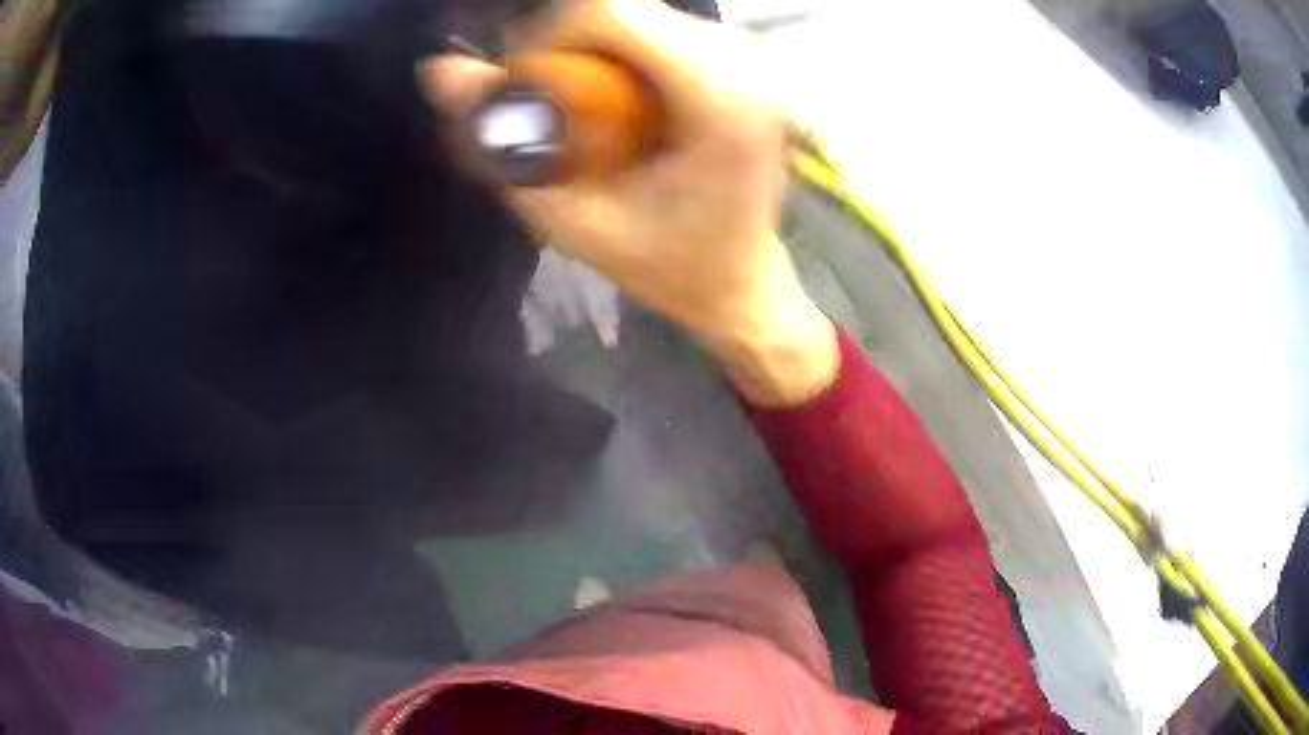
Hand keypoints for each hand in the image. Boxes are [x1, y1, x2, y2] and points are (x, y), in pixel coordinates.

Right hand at [419, 0, 836, 405]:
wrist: (741, 277)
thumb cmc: (666, 265)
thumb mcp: (571, 219)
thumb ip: (498, 145)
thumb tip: (439, 70)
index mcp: (718, 97)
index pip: (608, 11)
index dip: (546, 40)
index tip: (528, 94)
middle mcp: (741, 59)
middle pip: (618, 5)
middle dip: (562, 46)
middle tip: (551, 110)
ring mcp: (745, 52)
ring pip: (633, 11)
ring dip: (586, 51)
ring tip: (585, 116)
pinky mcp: (736, 56)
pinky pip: (652, 27)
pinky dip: (614, 54)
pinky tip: (618, 106)